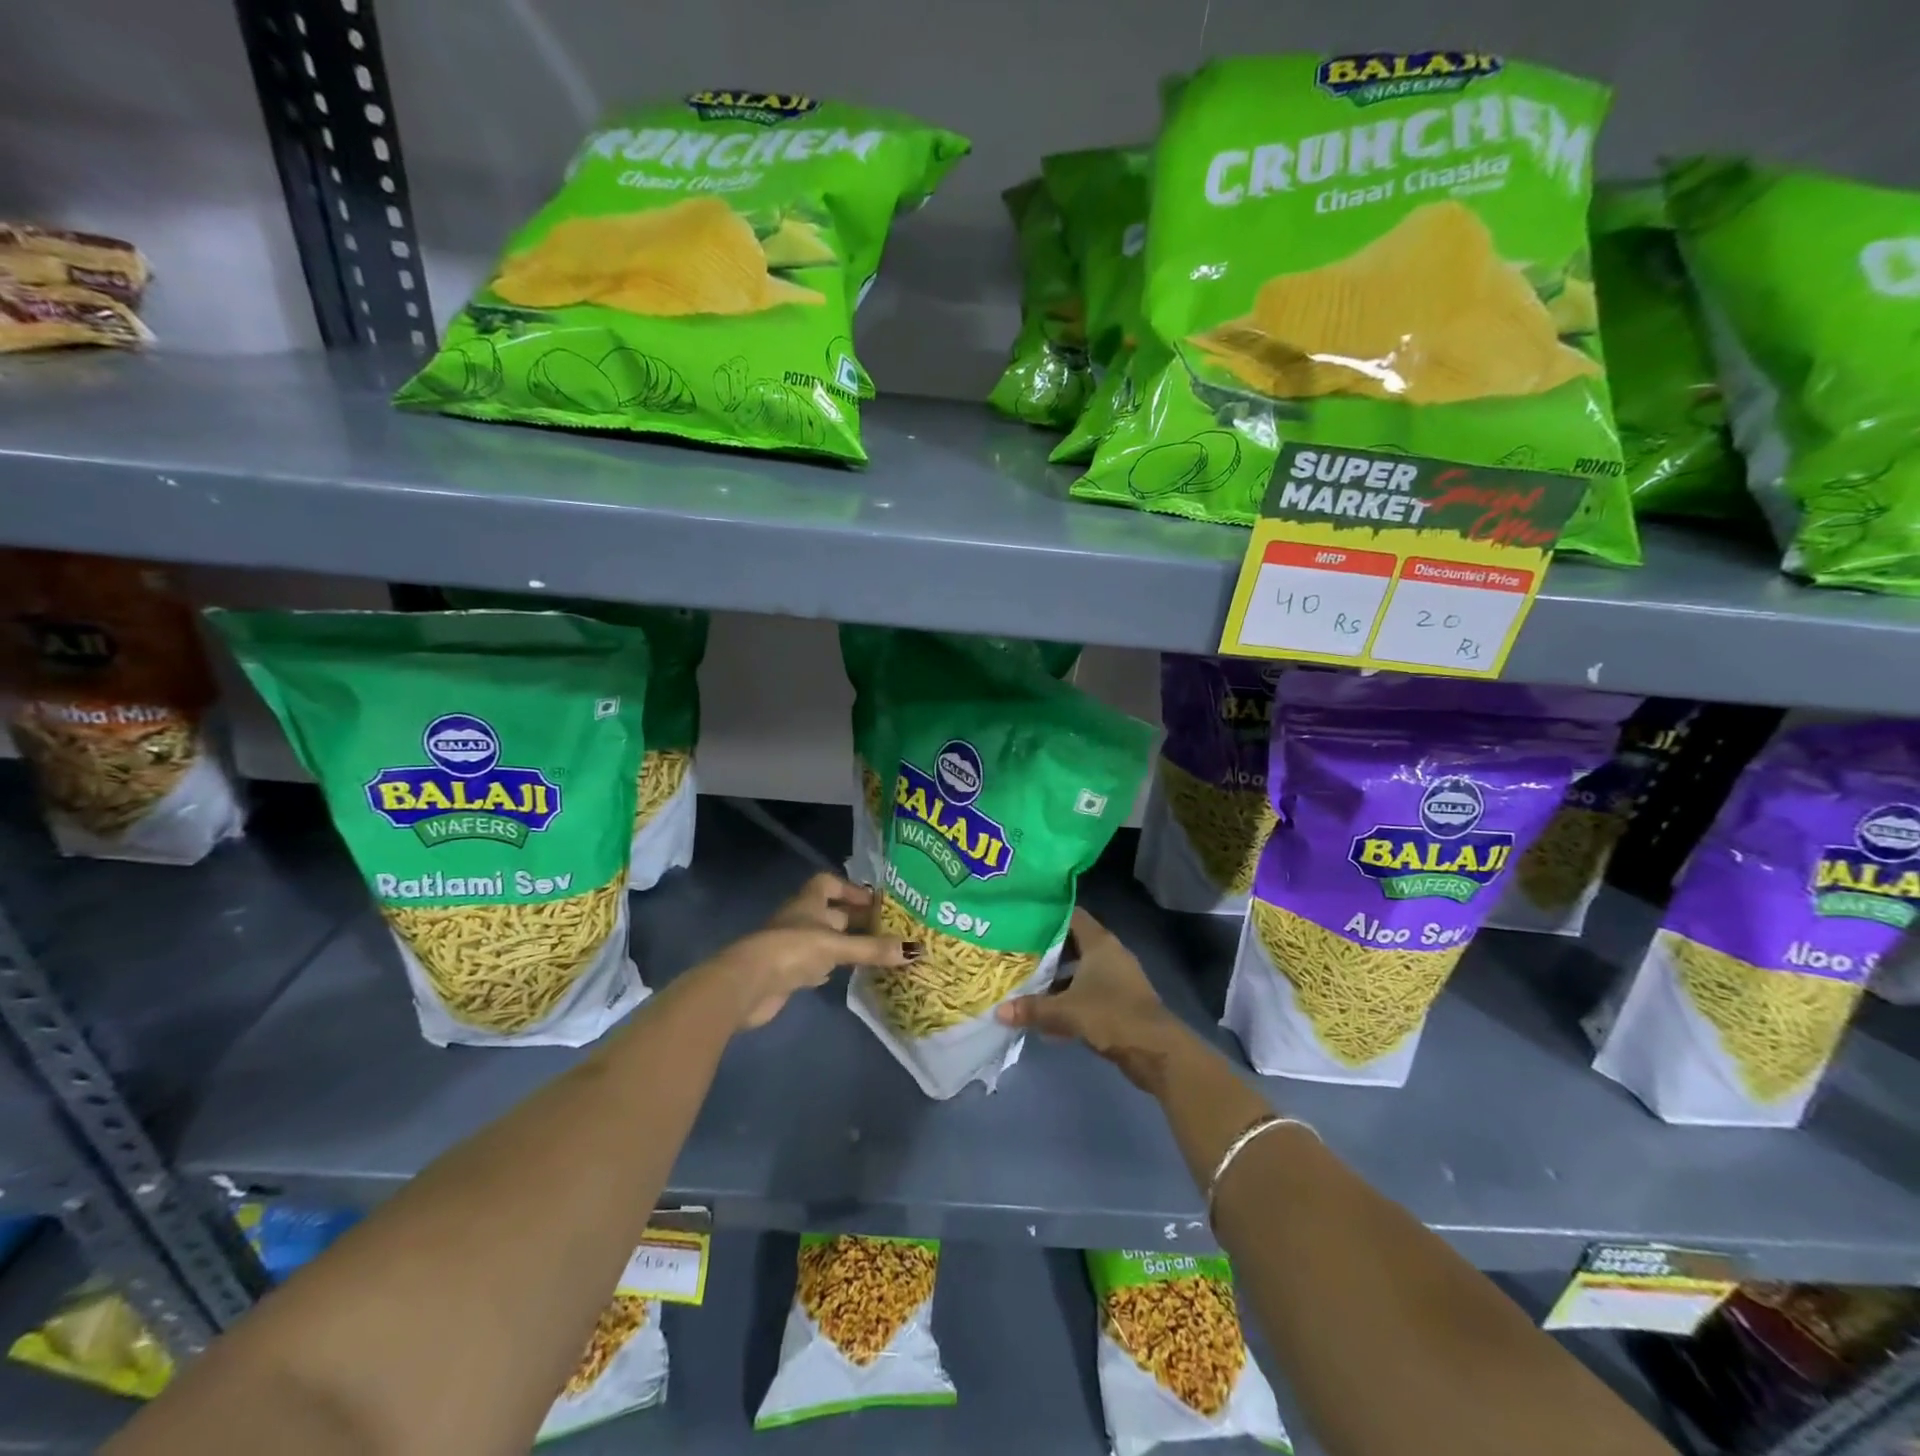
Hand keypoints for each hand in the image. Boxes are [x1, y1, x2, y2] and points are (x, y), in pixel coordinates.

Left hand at [714, 874, 913, 1029]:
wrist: (747, 985)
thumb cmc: (792, 950)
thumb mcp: (836, 946)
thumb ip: (872, 948)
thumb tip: (915, 949)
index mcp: (808, 902)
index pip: (829, 883)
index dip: (850, 889)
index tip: (874, 901)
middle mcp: (801, 919)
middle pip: (832, 913)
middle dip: (857, 919)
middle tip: (888, 928)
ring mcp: (793, 946)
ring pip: (826, 939)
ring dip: (847, 944)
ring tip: (877, 951)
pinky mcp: (789, 972)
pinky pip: (817, 963)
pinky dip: (832, 966)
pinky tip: (848, 974)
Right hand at [996, 907, 1189, 1092]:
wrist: (1156, 1050)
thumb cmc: (1111, 1015)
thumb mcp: (1066, 1010)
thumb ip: (1032, 1008)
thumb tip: (998, 1011)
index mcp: (1099, 943)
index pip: (1072, 915)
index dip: (1048, 916)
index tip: (1023, 919)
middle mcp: (1109, 954)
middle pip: (1073, 943)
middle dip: (1046, 950)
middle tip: (1016, 953)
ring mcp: (1117, 979)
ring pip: (1080, 970)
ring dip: (1057, 978)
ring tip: (1026, 984)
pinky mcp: (1119, 1002)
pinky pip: (1088, 992)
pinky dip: (1069, 999)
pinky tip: (1047, 1017)